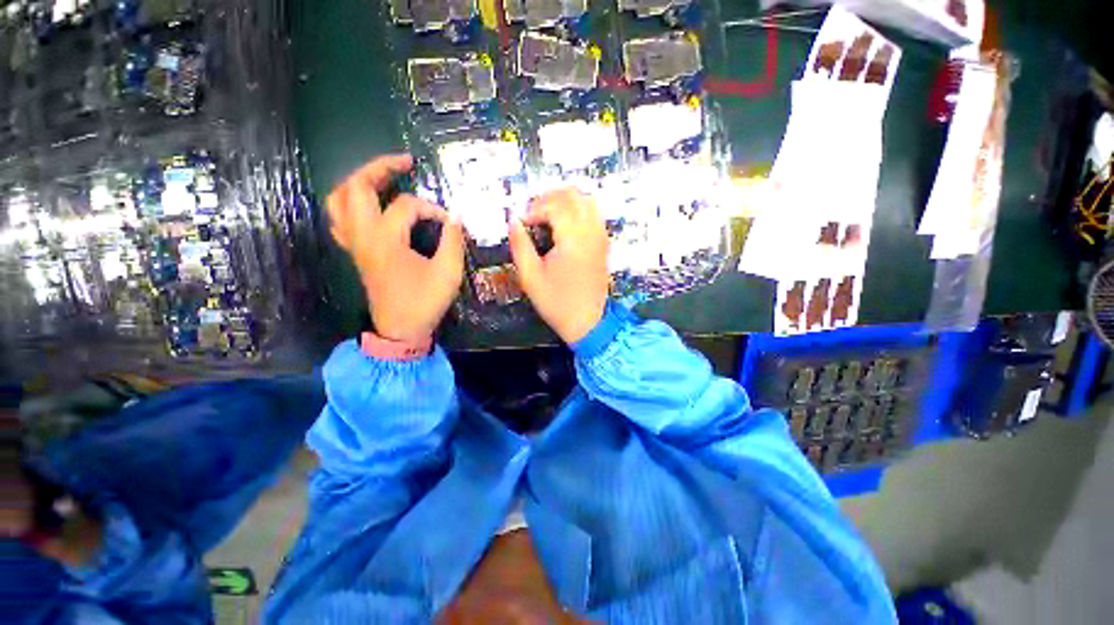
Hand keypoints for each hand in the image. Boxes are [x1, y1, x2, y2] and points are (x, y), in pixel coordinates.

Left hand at [327, 155, 464, 342]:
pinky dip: (350, 203)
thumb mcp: (448, 273)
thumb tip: (455, 218)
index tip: (450, 222)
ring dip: (359, 182)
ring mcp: (354, 243)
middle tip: (405, 162)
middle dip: (380, 167)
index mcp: (386, 239)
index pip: (408, 206)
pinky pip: (340, 218)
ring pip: (339, 199)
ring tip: (382, 177)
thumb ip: (453, 241)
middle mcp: (363, 235)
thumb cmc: (425, 302)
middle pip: (357, 186)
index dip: (432, 209)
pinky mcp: (355, 251)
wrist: (400, 329)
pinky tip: (369, 205)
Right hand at [508, 188, 609, 343]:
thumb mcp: (530, 276)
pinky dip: (578, 211)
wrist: (588, 321)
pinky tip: (565, 226)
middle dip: (549, 198)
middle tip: (533, 214)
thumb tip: (512, 220)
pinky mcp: (604, 243)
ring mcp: (601, 236)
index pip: (554, 205)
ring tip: (547, 216)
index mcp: (573, 239)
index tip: (523, 223)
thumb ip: (520, 244)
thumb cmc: (557, 302)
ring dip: (565, 201)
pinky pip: (593, 214)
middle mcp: (591, 232)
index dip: (534, 209)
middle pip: (573, 195)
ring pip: (586, 201)